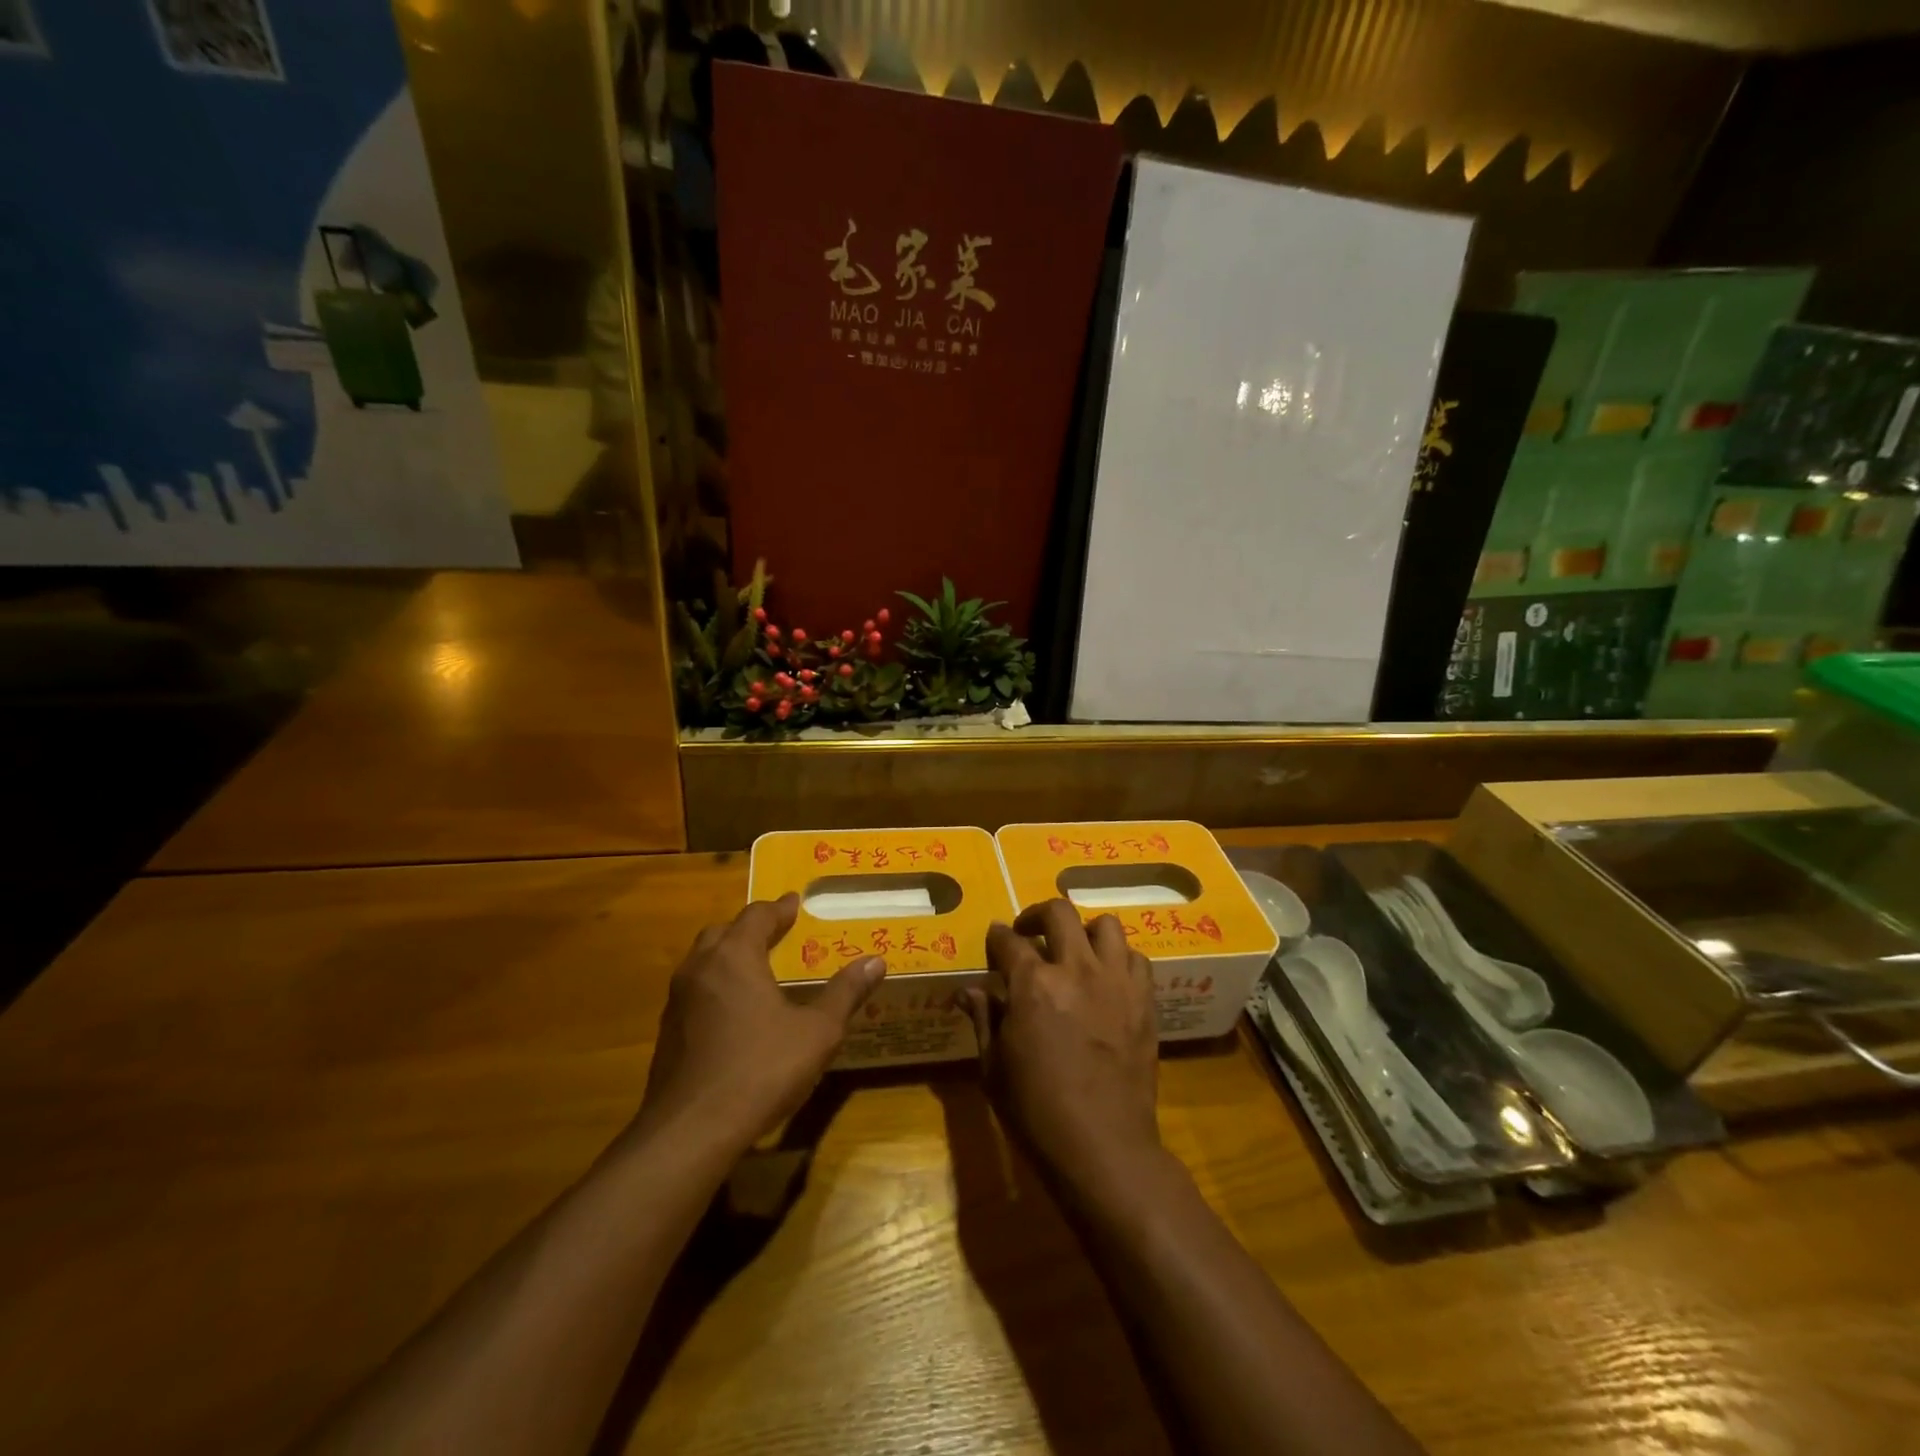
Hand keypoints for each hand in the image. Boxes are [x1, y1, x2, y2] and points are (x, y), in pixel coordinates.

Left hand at [637, 894, 885, 1149]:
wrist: (691, 1131)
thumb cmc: (760, 1069)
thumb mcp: (817, 1032)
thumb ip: (844, 993)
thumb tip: (875, 962)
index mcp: (734, 957)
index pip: (757, 916)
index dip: (779, 908)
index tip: (795, 902)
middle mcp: (699, 969)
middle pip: (722, 933)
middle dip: (749, 928)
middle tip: (775, 933)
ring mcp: (676, 1002)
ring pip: (702, 963)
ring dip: (727, 957)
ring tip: (755, 970)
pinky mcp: (666, 1034)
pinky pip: (694, 994)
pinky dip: (715, 989)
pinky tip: (733, 1014)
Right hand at [964, 900, 1162, 1197]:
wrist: (1104, 1148)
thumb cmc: (1037, 1112)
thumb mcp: (994, 1068)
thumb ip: (984, 1019)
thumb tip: (969, 991)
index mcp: (1032, 984)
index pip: (1008, 940)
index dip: (997, 937)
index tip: (994, 940)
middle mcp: (1076, 969)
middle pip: (1058, 913)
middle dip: (1036, 915)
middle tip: (1029, 934)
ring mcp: (1116, 982)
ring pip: (1105, 926)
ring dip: (1084, 932)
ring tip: (1074, 952)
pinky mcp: (1144, 1001)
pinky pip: (1136, 959)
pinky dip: (1118, 959)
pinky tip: (1106, 980)